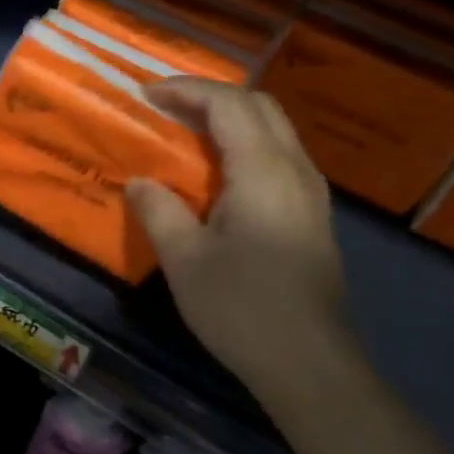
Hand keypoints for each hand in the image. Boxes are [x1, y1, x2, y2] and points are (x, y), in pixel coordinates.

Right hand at [126, 79, 350, 396]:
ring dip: (229, 119)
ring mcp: (310, 194)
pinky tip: (217, 173)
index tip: (145, 95)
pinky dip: (243, 146)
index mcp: (264, 172)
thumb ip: (159, 210)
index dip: (186, 90)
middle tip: (165, 106)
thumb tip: (141, 182)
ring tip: (185, 131)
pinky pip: (277, 158)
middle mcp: (296, 170)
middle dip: (210, 96)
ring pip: (274, 131)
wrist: (308, 363)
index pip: (229, 105)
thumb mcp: (185, 259)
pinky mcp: (311, 216)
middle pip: (259, 107)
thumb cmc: (241, 308)